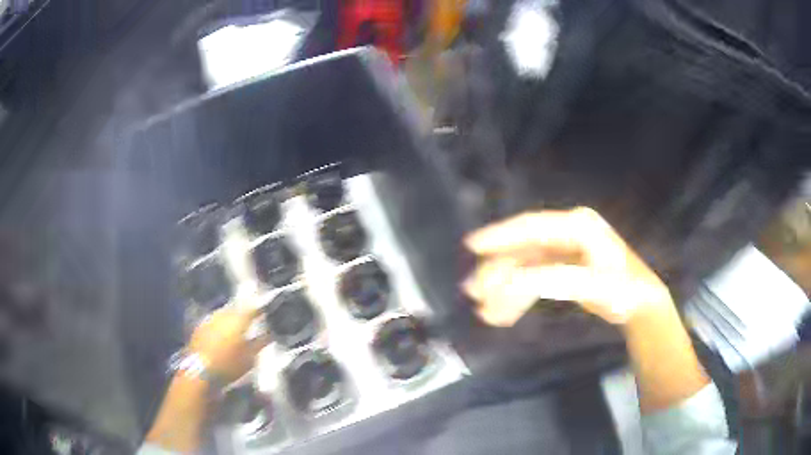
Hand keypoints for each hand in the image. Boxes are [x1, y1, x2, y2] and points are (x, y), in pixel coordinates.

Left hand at [187, 306, 268, 383]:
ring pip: (225, 313)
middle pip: (237, 308)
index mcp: (239, 319)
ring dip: (232, 318)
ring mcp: (210, 318)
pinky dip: (221, 325)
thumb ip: (261, 343)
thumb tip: (270, 334)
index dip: (261, 309)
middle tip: (253, 320)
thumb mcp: (250, 358)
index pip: (253, 308)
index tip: (267, 311)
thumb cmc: (229, 365)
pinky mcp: (200, 326)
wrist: (200, 371)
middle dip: (245, 313)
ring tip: (238, 328)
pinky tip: (223, 334)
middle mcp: (223, 313)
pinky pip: (214, 321)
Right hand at [463, 207, 671, 325]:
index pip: (531, 227)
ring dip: (505, 291)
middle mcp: (566, 234)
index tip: (472, 246)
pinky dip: (518, 298)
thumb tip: (509, 282)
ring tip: (487, 314)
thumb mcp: (592, 285)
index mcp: (576, 226)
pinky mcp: (562, 268)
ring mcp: (564, 251)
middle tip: (473, 294)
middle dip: (499, 273)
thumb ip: (552, 280)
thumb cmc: (623, 290)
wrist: (640, 304)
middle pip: (524, 251)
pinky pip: (533, 281)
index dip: (500, 236)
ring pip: (525, 269)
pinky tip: (505, 315)